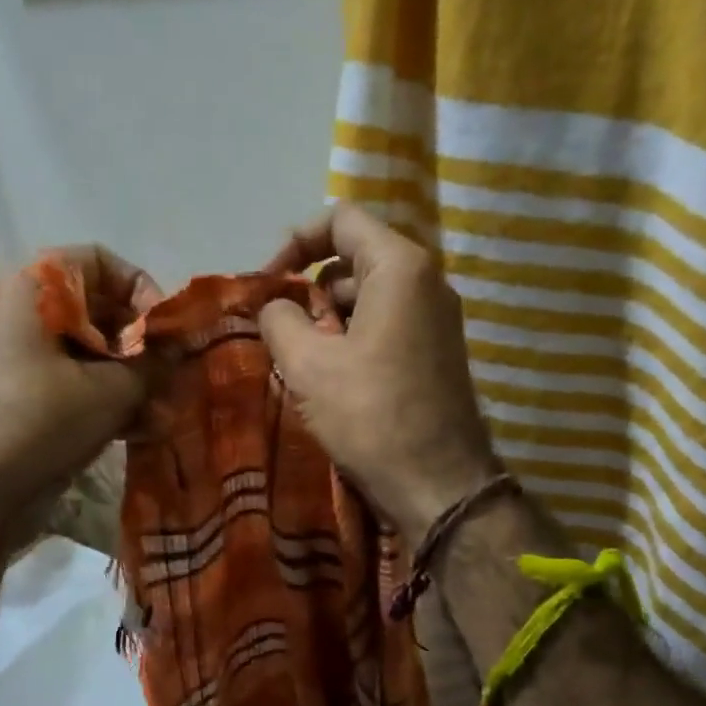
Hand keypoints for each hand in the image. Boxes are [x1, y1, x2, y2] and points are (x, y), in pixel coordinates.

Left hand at [0, 244, 161, 524]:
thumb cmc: (41, 423)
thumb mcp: (110, 390)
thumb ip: (154, 363)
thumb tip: (183, 347)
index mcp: (35, 292)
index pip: (98, 262)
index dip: (139, 287)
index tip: (165, 328)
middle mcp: (27, 317)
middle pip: (101, 311)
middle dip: (144, 346)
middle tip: (175, 375)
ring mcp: (28, 361)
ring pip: (95, 355)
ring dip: (135, 382)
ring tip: (166, 413)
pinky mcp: (33, 399)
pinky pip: (81, 386)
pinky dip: (112, 403)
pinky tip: (146, 431)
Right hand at [260, 204, 500, 541]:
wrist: (438, 485)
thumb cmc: (371, 415)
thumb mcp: (308, 365)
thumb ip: (279, 320)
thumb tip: (276, 307)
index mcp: (400, 268)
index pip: (341, 220)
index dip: (295, 242)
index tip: (268, 284)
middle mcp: (427, 282)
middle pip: (355, 259)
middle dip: (311, 287)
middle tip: (281, 330)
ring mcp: (437, 319)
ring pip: (369, 296)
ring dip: (329, 318)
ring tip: (301, 360)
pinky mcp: (437, 353)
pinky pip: (387, 325)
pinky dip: (354, 338)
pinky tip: (332, 379)